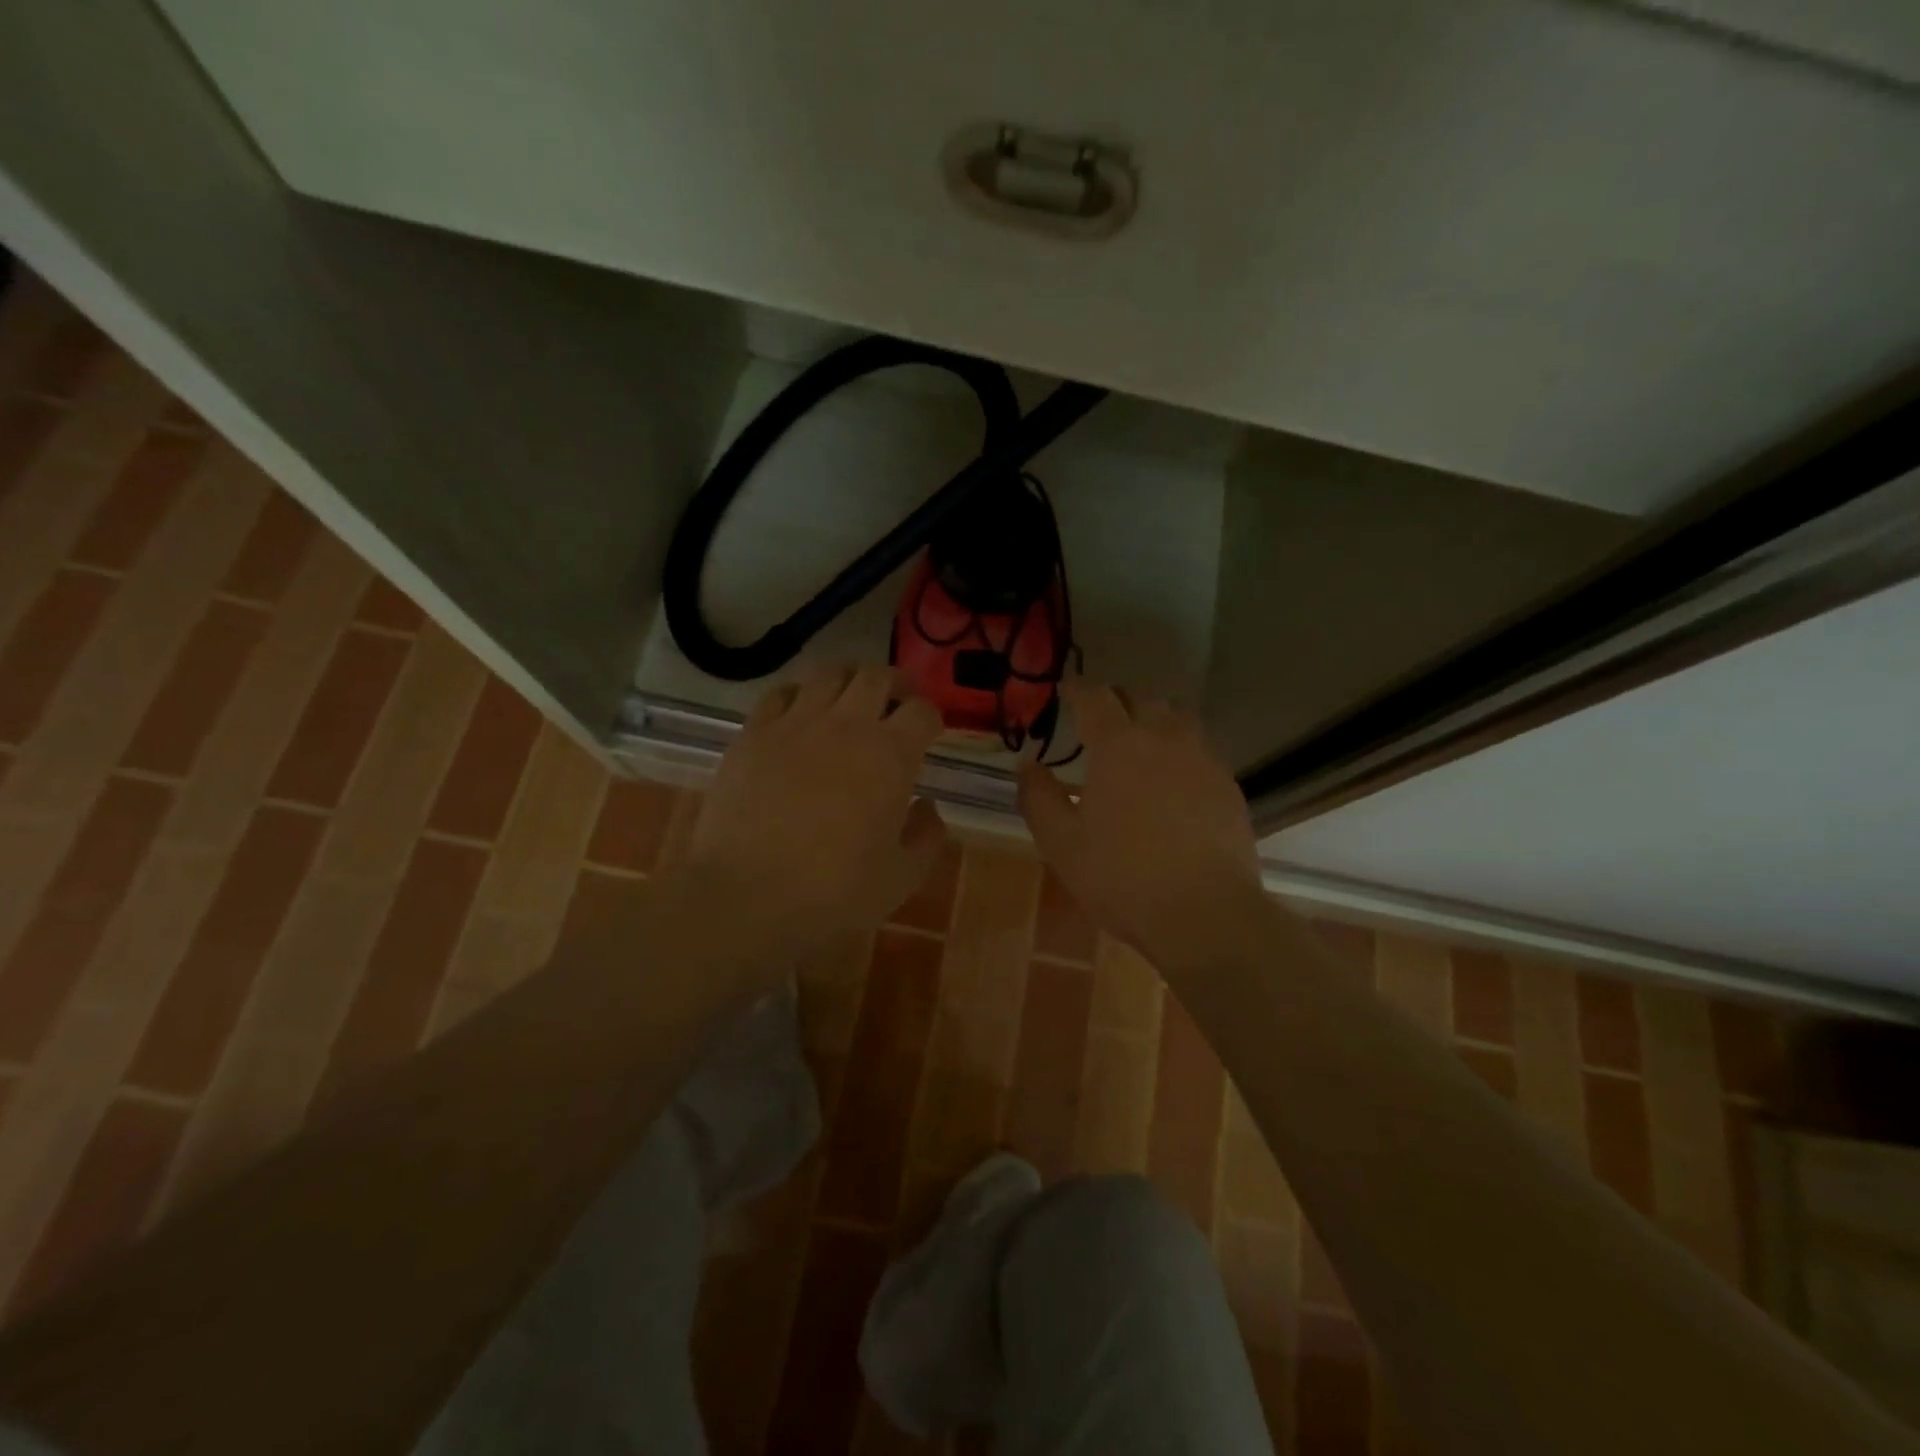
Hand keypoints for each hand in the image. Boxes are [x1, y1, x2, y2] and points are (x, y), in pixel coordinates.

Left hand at [685, 665, 949, 944]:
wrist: (747, 896)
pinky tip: (800, 714)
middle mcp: (846, 724)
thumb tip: (926, 805)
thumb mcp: (901, 877)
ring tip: (850, 701)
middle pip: (877, 677)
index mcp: (890, 755)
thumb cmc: (834, 891)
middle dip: (895, 685)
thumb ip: (926, 836)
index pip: (922, 711)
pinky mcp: (753, 732)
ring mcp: (795, 723)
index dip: (931, 718)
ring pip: (829, 673)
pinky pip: (781, 693)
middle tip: (896, 704)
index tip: (929, 733)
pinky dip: (799, 695)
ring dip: (848, 680)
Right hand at [1019, 681, 1263, 970]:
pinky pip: (1201, 750)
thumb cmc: (1122, 878)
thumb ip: (1039, 797)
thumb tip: (1029, 764)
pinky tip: (1174, 780)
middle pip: (1141, 699)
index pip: (1095, 697)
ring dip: (1154, 720)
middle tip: (1099, 720)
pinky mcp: (1228, 786)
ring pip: (1178, 719)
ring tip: (1140, 742)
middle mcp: (1164, 738)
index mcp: (1118, 745)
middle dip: (1116, 702)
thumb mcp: (1062, 843)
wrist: (1205, 914)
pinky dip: (1182, 751)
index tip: (1065, 691)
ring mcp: (1203, 759)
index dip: (1077, 689)